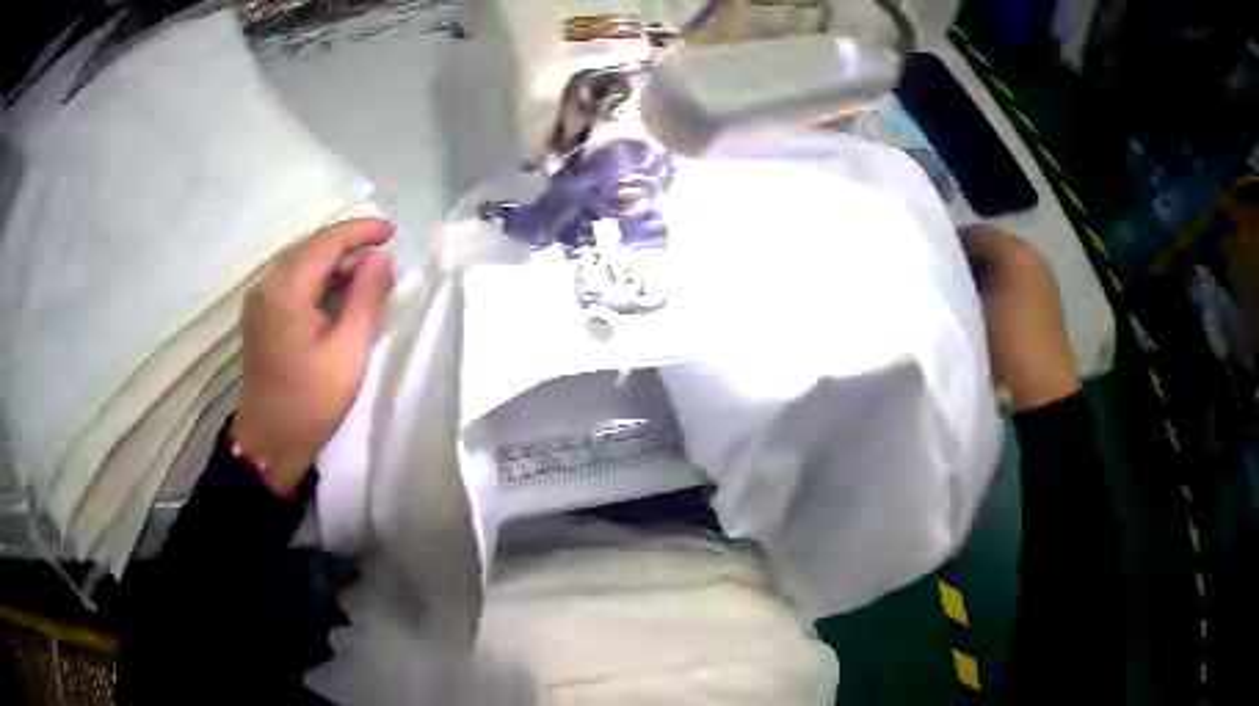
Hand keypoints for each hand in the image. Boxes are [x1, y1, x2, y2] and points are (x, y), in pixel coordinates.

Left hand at [231, 218, 395, 494]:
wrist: (269, 442)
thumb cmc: (311, 401)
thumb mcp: (349, 350)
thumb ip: (366, 297)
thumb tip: (381, 258)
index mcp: (287, 289)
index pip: (328, 241)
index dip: (362, 231)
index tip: (394, 232)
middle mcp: (269, 284)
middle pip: (314, 249)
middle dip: (352, 249)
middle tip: (387, 266)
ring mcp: (261, 300)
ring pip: (304, 265)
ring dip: (337, 267)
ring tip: (371, 281)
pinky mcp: (261, 315)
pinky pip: (294, 283)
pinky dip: (321, 282)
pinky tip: (341, 297)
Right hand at [960, 224, 1080, 411]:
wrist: (1043, 380)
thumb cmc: (1011, 335)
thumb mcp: (980, 302)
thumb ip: (962, 275)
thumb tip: (947, 264)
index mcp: (1017, 249)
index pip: (977, 232)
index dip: (953, 242)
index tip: (932, 260)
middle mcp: (1030, 258)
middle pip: (989, 249)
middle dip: (967, 261)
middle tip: (942, 279)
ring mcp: (1038, 282)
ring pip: (999, 269)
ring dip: (980, 279)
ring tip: (958, 297)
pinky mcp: (1041, 304)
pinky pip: (1011, 285)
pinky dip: (995, 292)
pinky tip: (980, 312)